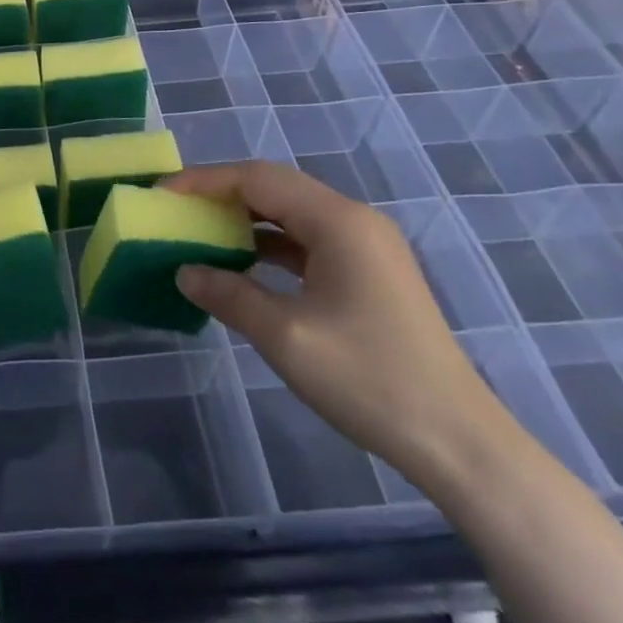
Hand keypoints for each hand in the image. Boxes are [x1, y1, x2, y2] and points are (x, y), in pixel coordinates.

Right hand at [167, 160, 511, 483]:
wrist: (460, 444)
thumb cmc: (369, 379)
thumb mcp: (286, 336)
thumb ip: (229, 294)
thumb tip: (185, 271)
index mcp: (338, 221)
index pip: (257, 178)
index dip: (204, 181)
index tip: (162, 193)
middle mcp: (354, 219)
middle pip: (275, 187)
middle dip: (222, 193)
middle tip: (177, 207)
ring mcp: (367, 246)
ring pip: (292, 213)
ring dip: (246, 218)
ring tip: (202, 230)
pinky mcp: (371, 272)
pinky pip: (309, 240)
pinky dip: (271, 244)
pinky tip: (245, 263)